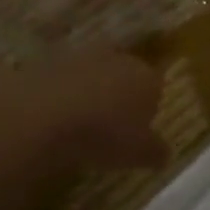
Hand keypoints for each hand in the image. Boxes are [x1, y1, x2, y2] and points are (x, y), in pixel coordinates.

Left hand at [0, 49, 167, 180]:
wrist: (45, 114)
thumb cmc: (104, 134)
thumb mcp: (137, 154)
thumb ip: (154, 151)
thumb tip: (165, 153)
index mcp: (146, 77)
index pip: (155, 87)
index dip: (147, 108)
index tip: (138, 131)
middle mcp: (118, 58)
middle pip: (123, 75)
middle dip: (118, 95)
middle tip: (109, 125)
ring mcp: (81, 56)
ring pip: (92, 74)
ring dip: (88, 92)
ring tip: (78, 125)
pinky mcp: (48, 62)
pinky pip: (62, 81)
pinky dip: (60, 95)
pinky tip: (53, 119)